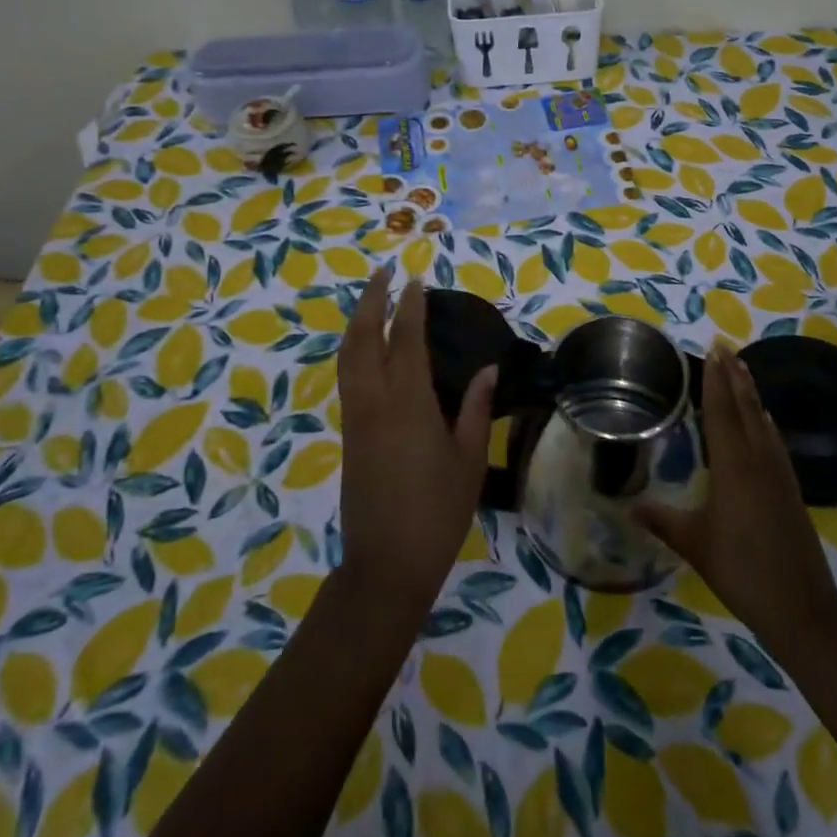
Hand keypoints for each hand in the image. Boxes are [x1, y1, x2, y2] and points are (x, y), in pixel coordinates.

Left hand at [335, 268, 494, 615]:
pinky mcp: (348, 434)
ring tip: (372, 300)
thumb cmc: (438, 511)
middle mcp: (374, 400)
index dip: (410, 306)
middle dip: (371, 301)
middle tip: (385, 274)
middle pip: (363, 337)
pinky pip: (347, 377)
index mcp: (409, 402)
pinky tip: (367, 348)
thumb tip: (489, 368)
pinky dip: (354, 349)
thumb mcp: (469, 459)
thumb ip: (478, 408)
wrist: (386, 563)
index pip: (405, 339)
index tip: (416, 280)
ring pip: (347, 356)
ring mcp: (356, 417)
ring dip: (357, 321)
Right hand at [634, 346, 836, 662]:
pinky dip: (764, 420)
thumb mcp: (695, 545)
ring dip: (750, 392)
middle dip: (734, 376)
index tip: (713, 351)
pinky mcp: (790, 488)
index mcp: (733, 467)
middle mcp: (758, 461)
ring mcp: (778, 473)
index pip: (721, 413)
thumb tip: (628, 508)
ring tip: (741, 368)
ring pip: (762, 421)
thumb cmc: (742, 572)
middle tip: (725, 346)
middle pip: (745, 408)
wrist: (802, 607)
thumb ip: (663, 521)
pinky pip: (774, 440)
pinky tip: (765, 418)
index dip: (715, 381)